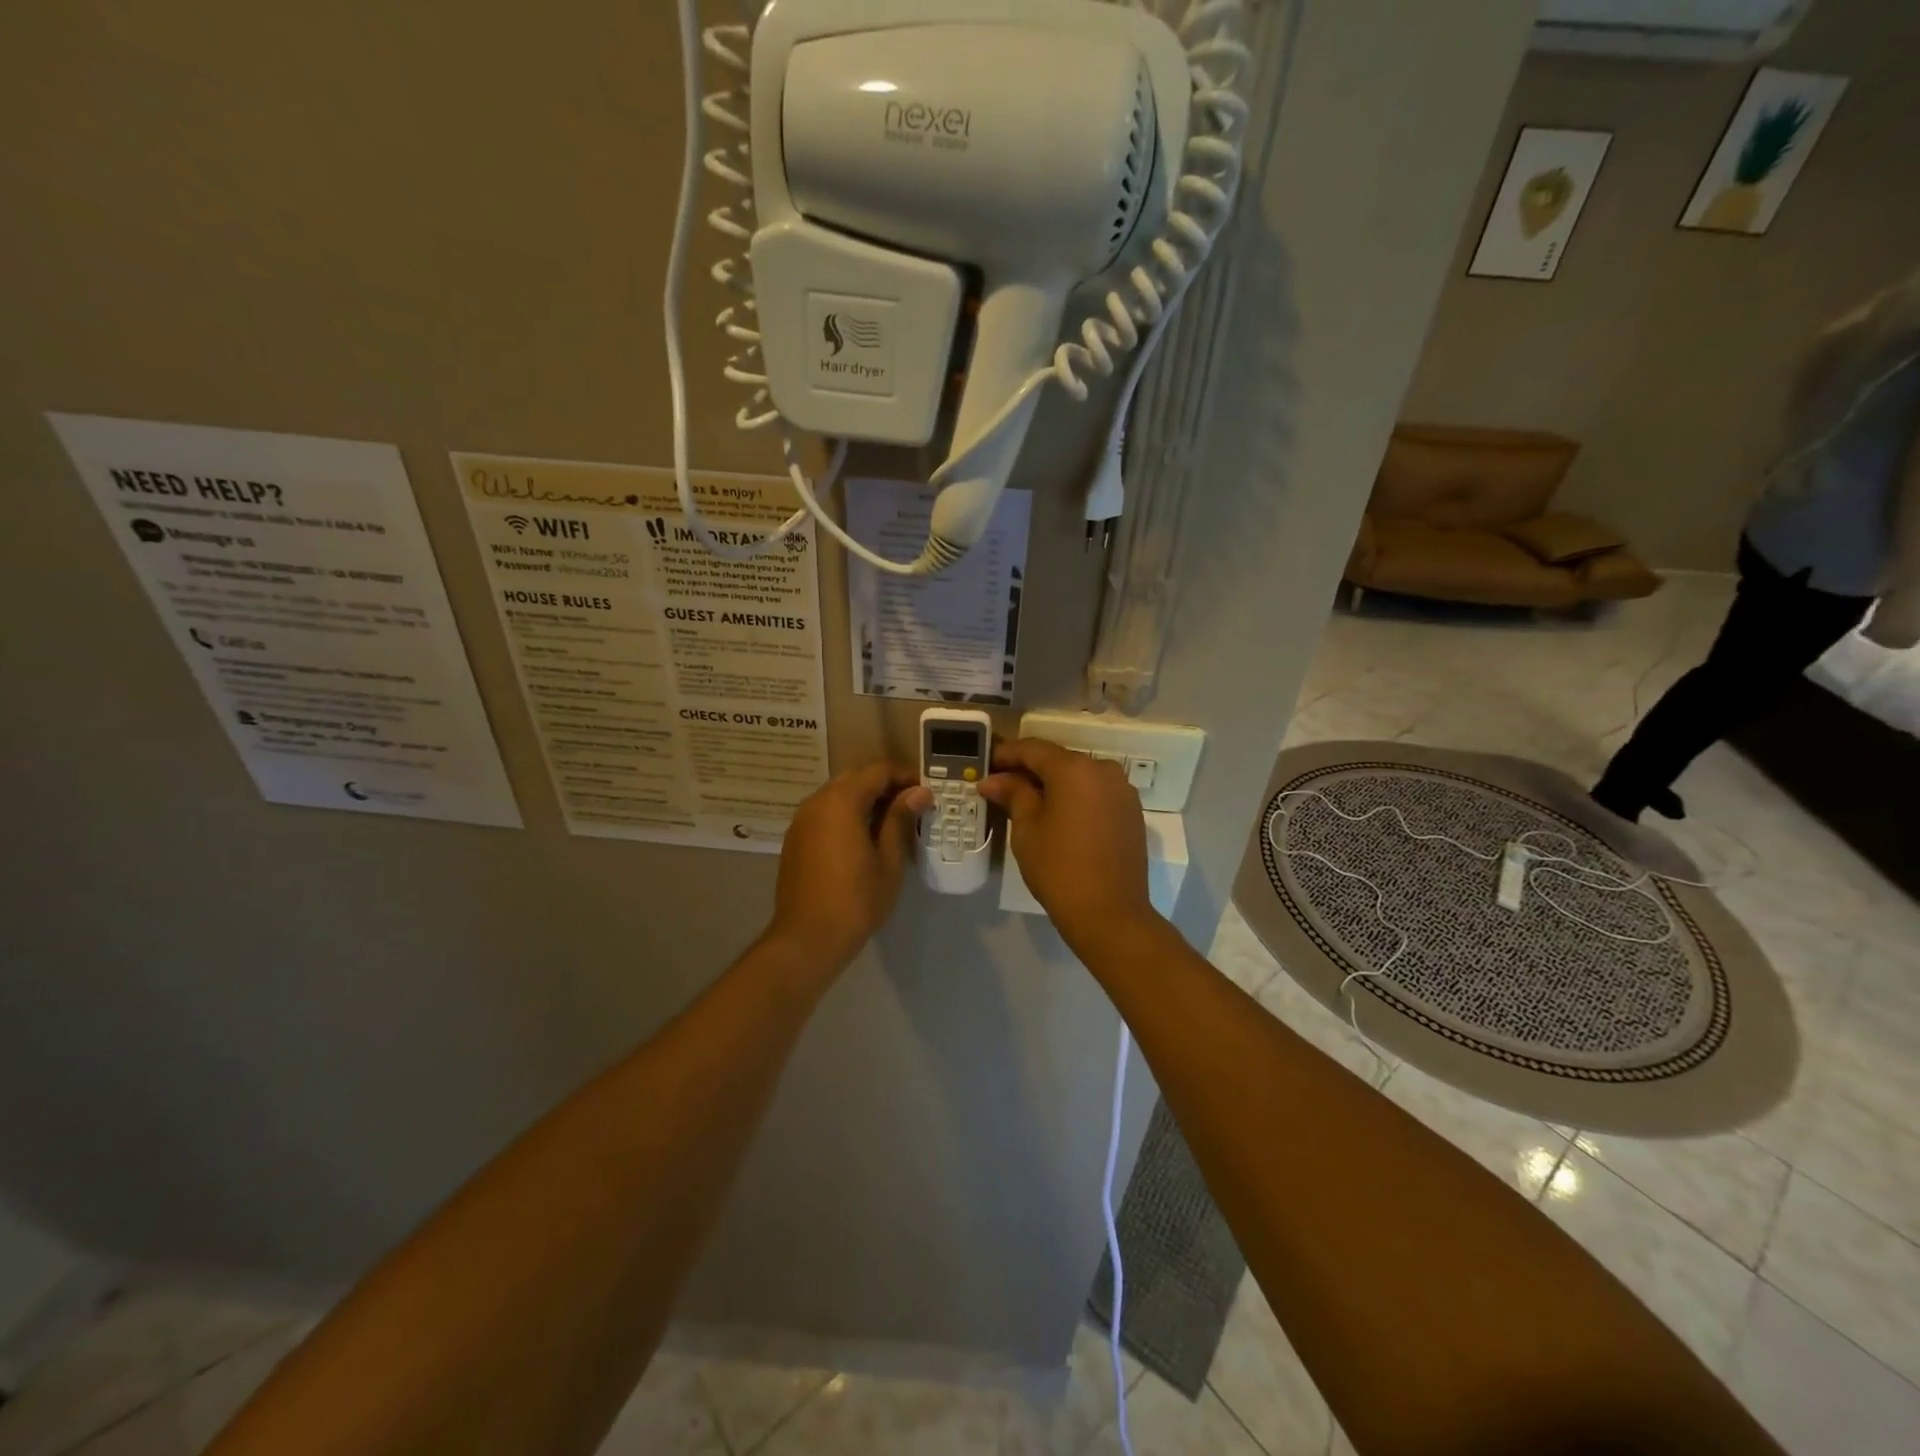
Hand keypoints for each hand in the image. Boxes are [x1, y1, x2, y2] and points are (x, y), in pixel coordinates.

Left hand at [766, 761, 930, 970]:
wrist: (807, 938)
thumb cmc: (856, 899)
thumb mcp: (888, 859)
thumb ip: (900, 819)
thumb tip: (919, 792)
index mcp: (841, 801)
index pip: (878, 770)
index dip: (905, 776)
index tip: (927, 792)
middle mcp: (817, 801)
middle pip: (856, 777)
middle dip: (885, 785)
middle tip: (912, 805)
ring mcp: (802, 820)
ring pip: (838, 794)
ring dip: (865, 799)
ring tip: (892, 821)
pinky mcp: (796, 839)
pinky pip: (825, 812)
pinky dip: (847, 813)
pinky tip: (865, 837)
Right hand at [978, 738, 1155, 951]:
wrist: (1110, 914)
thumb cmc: (1059, 868)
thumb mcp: (1027, 829)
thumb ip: (1013, 795)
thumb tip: (993, 780)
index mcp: (1075, 768)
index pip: (1033, 749)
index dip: (1006, 754)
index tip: (986, 764)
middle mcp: (1103, 769)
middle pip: (1058, 760)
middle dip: (1029, 770)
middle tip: (1001, 785)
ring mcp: (1122, 791)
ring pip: (1079, 777)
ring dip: (1053, 785)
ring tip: (1026, 802)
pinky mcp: (1131, 812)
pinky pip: (1096, 794)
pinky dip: (1075, 798)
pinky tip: (1057, 815)